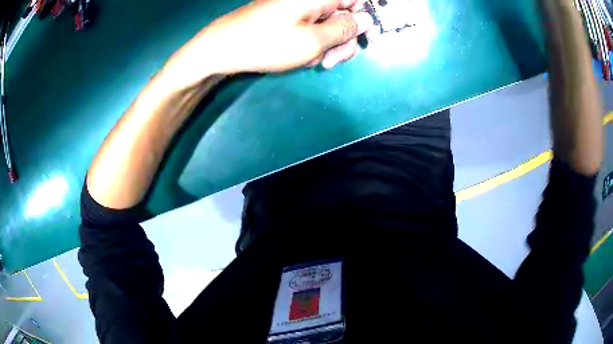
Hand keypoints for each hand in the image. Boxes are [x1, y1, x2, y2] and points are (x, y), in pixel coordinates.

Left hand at [164, 0, 373, 86]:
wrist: (222, 48)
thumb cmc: (267, 43)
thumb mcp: (313, 41)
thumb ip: (345, 29)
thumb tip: (365, 19)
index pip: (357, 0)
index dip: (366, 20)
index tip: (368, 41)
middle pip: (344, 15)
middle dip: (343, 40)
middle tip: (330, 62)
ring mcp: (298, 6)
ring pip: (328, 25)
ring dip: (326, 45)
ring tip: (309, 61)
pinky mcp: (288, 16)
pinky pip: (311, 28)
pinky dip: (311, 43)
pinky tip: (299, 55)